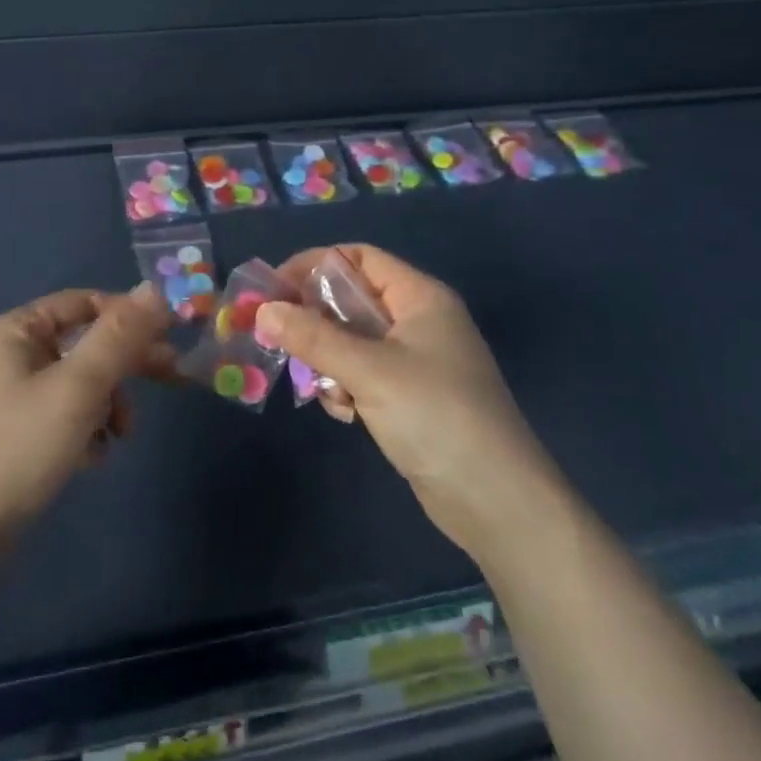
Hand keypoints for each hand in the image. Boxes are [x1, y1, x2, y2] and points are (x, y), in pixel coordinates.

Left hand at [0, 287, 172, 564]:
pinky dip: (85, 429)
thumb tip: (155, 289)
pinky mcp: (13, 433)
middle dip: (124, 364)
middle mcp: (11, 353)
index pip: (85, 303)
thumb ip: (119, 337)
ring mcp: (9, 395)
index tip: (168, 338)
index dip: (128, 316)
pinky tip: (92, 458)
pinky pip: (62, 414)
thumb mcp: (77, 388)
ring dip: (107, 403)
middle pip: (84, 343)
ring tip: (118, 437)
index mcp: (17, 330)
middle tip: (171, 379)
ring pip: (78, 382)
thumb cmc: (17, 449)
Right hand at [256, 246, 561, 550]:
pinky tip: (344, 412)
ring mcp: (416, 361)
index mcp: (420, 297)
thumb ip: (313, 337)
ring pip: (352, 340)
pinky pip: (364, 373)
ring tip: (319, 387)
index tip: (274, 290)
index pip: (359, 258)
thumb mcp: (369, 371)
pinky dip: (346, 386)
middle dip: (314, 319)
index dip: (314, 265)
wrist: (498, 503)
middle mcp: (418, 320)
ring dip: (327, 359)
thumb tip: (263, 311)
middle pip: (352, 299)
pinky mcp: (410, 397)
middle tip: (278, 338)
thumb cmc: (436, 416)